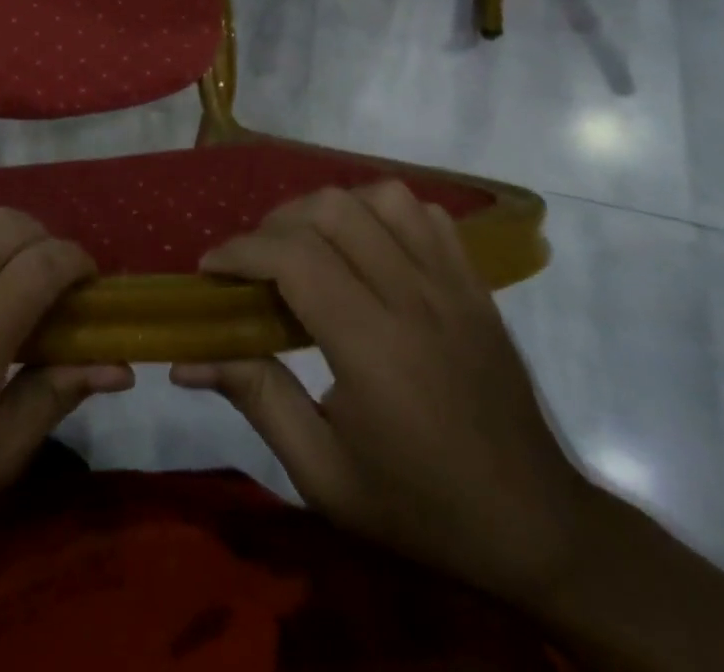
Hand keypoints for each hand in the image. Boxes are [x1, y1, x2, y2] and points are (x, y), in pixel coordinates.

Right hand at [171, 181, 590, 604]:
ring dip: (330, 210)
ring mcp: (453, 284)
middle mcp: (414, 299)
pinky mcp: (475, 283)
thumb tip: (186, 360)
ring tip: (309, 247)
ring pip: (380, 197)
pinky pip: (425, 214)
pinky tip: (368, 248)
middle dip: (275, 224)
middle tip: (255, 264)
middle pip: (331, 210)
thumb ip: (256, 400)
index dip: (240, 251)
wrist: (537, 526)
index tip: (210, 270)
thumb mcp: (324, 475)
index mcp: (374, 347)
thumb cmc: (420, 506)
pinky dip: (383, 213)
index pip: (295, 257)